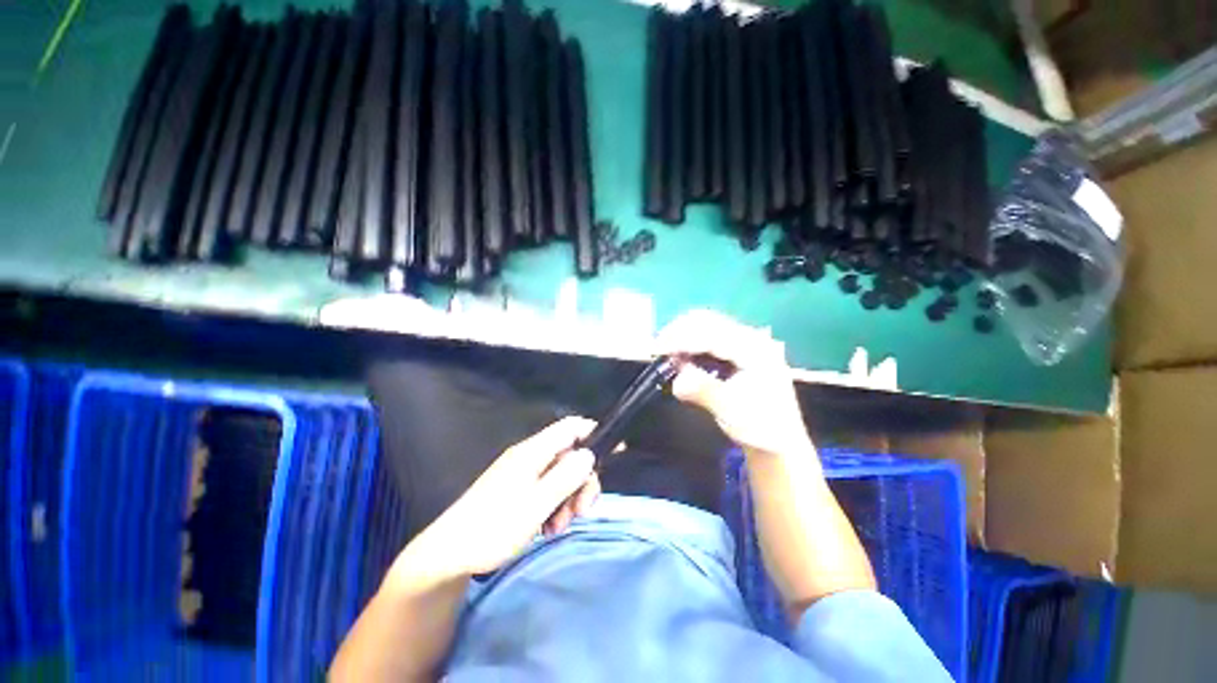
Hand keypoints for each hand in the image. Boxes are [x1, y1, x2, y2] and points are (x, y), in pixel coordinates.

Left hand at [393, 417, 601, 580]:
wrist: (449, 554)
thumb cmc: (495, 527)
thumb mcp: (537, 504)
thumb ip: (566, 477)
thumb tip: (589, 454)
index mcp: (533, 452)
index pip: (570, 427)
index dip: (594, 432)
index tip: (615, 450)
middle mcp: (529, 457)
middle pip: (570, 455)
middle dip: (582, 480)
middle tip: (582, 511)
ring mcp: (522, 473)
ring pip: (560, 476)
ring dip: (568, 498)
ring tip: (558, 526)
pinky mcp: (517, 490)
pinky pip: (546, 489)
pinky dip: (554, 505)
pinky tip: (547, 527)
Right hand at [656, 310, 813, 459]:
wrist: (778, 441)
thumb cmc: (758, 426)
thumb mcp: (730, 409)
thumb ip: (703, 389)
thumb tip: (676, 380)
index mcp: (754, 350)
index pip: (711, 335)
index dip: (681, 339)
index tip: (657, 349)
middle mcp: (751, 339)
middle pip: (708, 322)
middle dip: (679, 331)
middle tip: (657, 347)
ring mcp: (746, 343)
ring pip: (707, 326)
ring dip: (683, 335)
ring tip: (665, 350)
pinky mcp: (739, 351)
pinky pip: (709, 338)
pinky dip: (691, 342)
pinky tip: (680, 354)